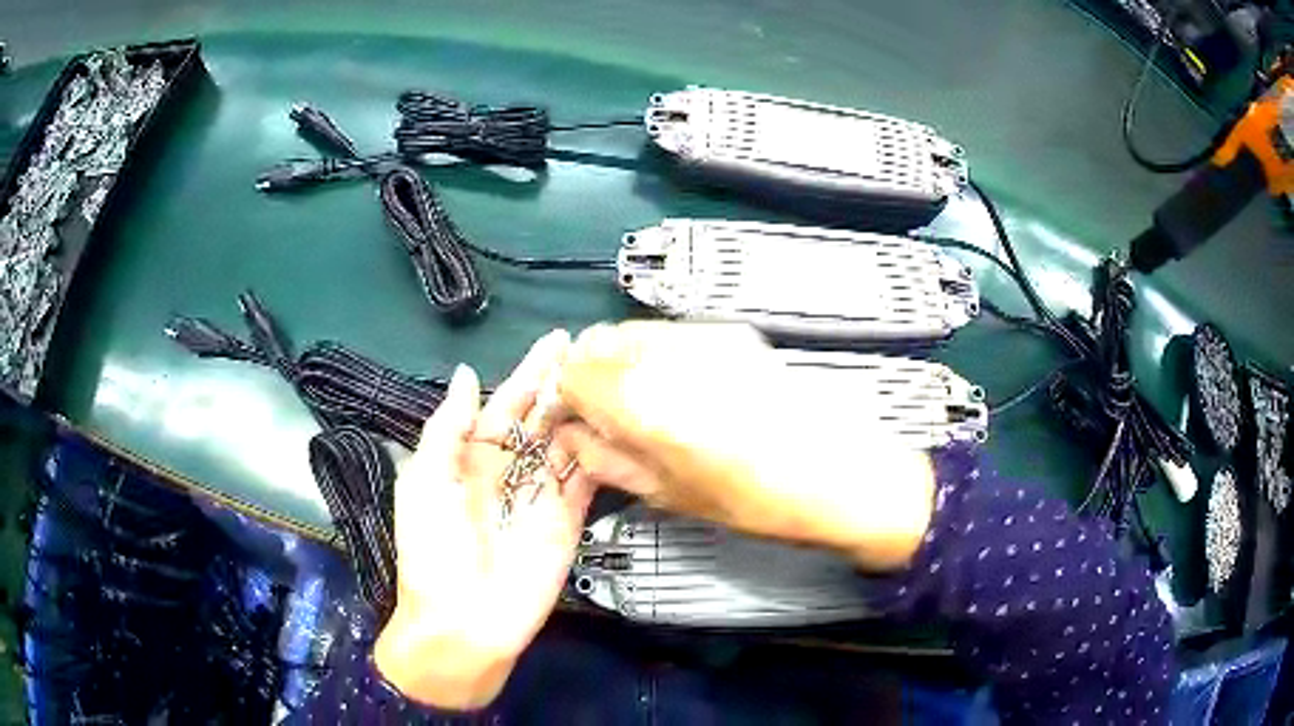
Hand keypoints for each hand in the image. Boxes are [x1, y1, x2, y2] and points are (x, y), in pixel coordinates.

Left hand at [374, 330, 594, 710]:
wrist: (463, 621)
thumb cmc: (433, 551)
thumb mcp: (424, 483)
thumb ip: (447, 429)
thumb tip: (467, 374)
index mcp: (470, 458)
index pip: (504, 406)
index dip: (527, 374)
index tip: (554, 342)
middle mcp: (509, 470)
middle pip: (541, 418)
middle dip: (561, 384)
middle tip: (590, 349)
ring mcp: (541, 494)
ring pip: (567, 442)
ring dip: (585, 411)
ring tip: (609, 377)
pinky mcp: (567, 519)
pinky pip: (586, 479)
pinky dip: (601, 453)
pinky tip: (617, 424)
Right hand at [554, 321, 935, 571]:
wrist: (840, 473)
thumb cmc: (757, 501)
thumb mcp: (670, 494)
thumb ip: (606, 458)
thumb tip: (572, 436)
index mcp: (646, 401)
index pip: (571, 373)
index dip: (563, 396)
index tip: (571, 419)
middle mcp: (669, 354)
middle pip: (596, 341)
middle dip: (586, 374)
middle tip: (600, 414)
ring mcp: (704, 336)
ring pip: (631, 331)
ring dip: (618, 361)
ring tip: (641, 404)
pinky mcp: (732, 333)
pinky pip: (669, 333)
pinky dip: (654, 354)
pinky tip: (679, 390)